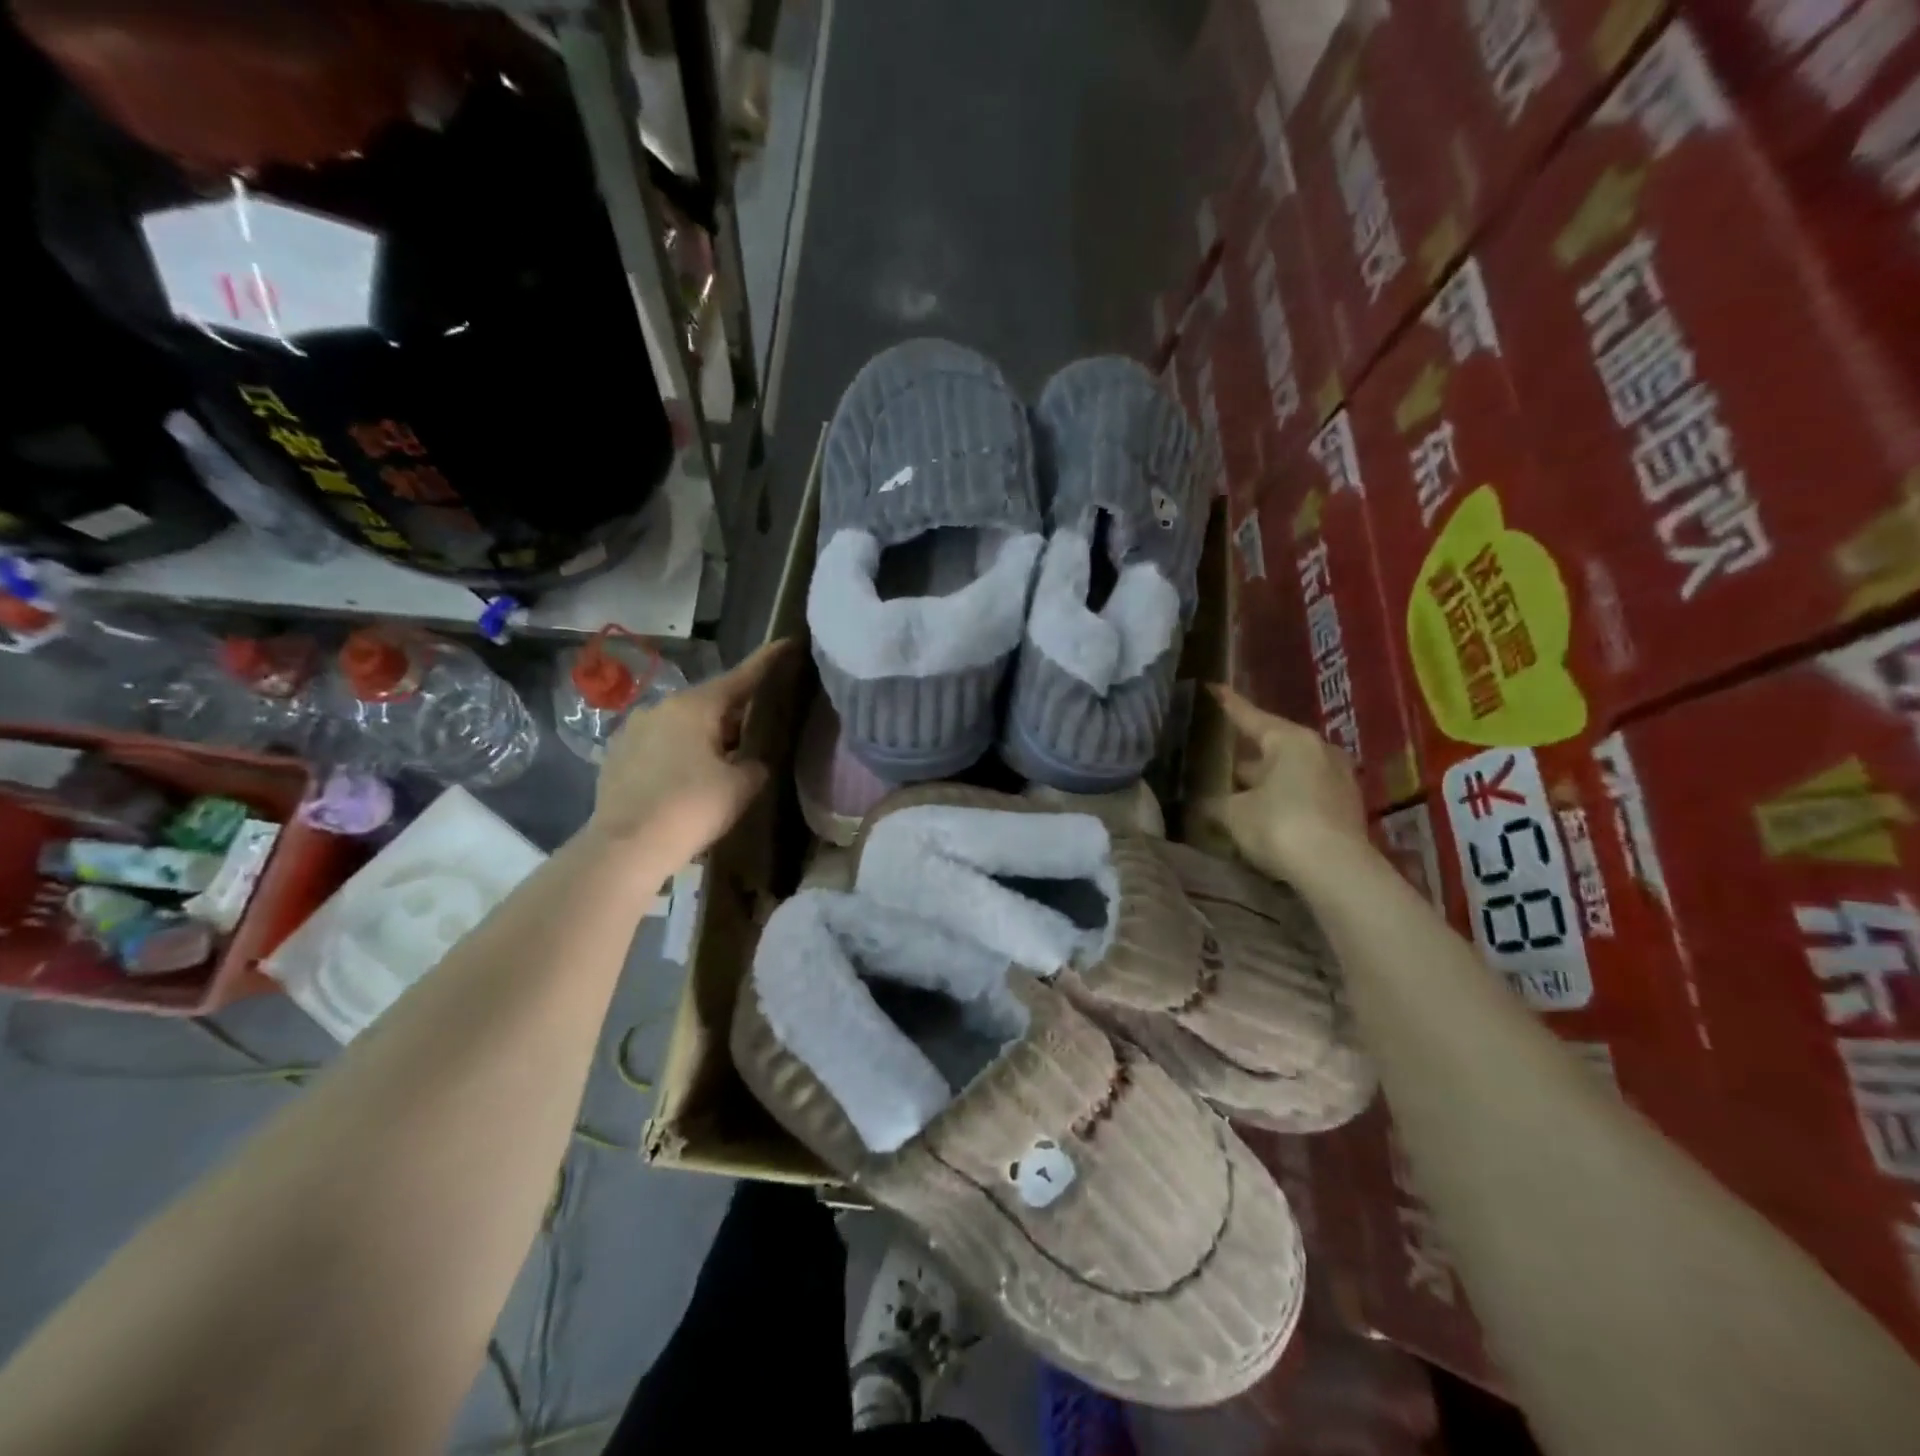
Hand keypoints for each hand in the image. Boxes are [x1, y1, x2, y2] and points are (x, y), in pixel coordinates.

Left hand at [587, 639, 794, 866]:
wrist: (625, 848)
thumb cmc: (692, 808)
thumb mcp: (742, 786)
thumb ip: (756, 764)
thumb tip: (752, 761)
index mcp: (694, 706)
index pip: (741, 677)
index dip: (767, 663)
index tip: (787, 644)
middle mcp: (660, 707)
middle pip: (709, 703)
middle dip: (734, 713)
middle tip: (758, 727)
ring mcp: (632, 731)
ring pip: (681, 725)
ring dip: (704, 736)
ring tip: (723, 759)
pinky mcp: (616, 757)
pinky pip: (658, 746)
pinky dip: (678, 754)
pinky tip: (687, 779)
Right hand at [1199, 686, 1368, 880]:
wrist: (1336, 871)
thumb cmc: (1279, 826)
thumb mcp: (1235, 813)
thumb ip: (1217, 803)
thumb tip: (1204, 802)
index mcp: (1290, 740)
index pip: (1250, 716)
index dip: (1228, 704)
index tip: (1213, 688)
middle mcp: (1318, 751)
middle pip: (1273, 745)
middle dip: (1247, 754)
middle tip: (1220, 756)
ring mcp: (1337, 778)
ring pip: (1290, 771)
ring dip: (1266, 779)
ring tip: (1238, 789)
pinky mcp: (1345, 807)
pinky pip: (1305, 792)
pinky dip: (1284, 797)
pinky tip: (1264, 812)